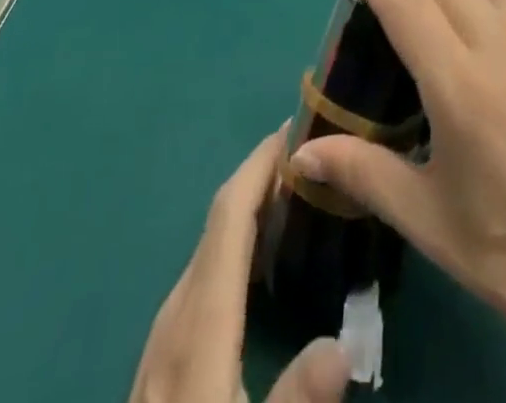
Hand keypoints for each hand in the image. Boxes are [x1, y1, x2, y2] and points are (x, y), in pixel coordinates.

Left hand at [129, 127, 350, 402]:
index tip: (293, 129)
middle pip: (216, 226)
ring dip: (245, 215)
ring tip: (292, 202)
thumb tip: (344, 342)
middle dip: (259, 180)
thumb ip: (295, 401)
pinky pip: (199, 283)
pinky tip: (254, 271)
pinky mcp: (161, 368)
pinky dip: (231, 251)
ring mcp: (161, 345)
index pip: (228, 218)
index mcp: (198, 327)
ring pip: (205, 254)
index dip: (258, 166)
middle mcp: (175, 320)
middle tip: (311, 161)